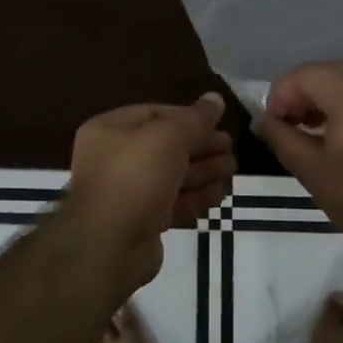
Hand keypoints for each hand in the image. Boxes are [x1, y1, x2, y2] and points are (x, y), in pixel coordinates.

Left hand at [64, 94, 234, 287]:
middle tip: (231, 149)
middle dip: (200, 147)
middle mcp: (113, 158)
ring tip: (232, 170)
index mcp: (109, 130)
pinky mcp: (140, 222)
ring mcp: (126, 192)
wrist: (110, 244)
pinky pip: (171, 203)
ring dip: (202, 171)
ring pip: (170, 176)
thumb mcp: (169, 137)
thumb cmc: (135, 177)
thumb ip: (195, 118)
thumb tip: (215, 98)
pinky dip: (194, 197)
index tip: (218, 124)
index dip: (188, 116)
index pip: (154, 113)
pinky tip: (219, 195)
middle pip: (165, 146)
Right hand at [255, 62, 342, 260]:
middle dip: (299, 96)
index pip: (302, 75)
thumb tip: (260, 120)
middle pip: (325, 73)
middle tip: (286, 128)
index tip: (271, 127)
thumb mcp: (311, 169)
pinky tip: (337, 136)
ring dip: (321, 100)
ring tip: (308, 133)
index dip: (279, 96)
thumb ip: (280, 137)